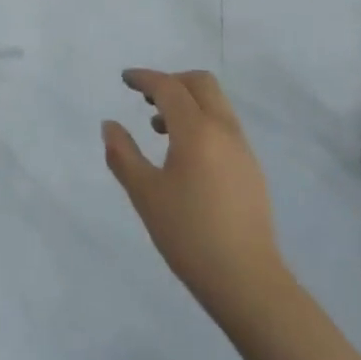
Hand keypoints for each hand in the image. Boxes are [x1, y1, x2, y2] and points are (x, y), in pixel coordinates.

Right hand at [104, 69, 285, 321]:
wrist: (248, 281)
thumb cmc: (189, 235)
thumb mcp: (145, 195)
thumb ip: (123, 155)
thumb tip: (109, 125)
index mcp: (197, 130)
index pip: (169, 87)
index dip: (145, 78)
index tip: (125, 79)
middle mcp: (224, 129)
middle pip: (200, 83)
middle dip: (171, 81)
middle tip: (146, 98)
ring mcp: (242, 148)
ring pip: (216, 103)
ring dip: (188, 102)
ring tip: (160, 128)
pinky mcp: (251, 168)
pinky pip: (224, 125)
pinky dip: (202, 121)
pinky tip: (186, 155)